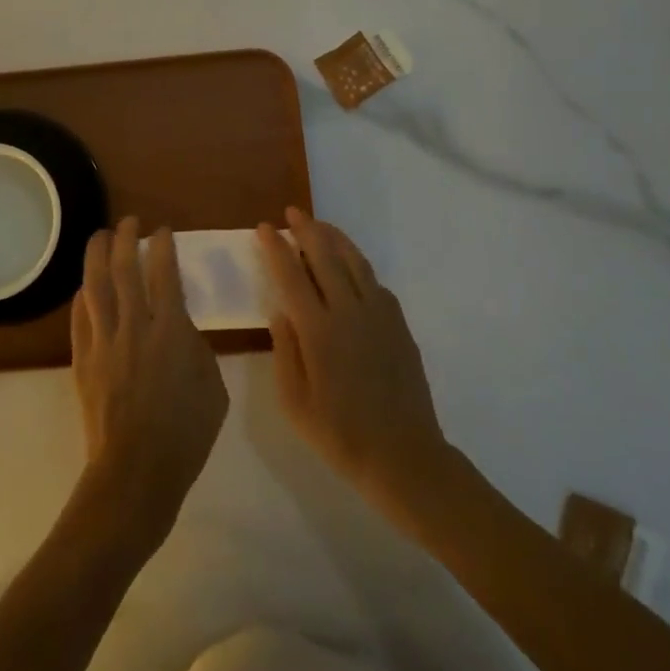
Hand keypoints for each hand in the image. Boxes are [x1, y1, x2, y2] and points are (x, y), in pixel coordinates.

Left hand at [71, 219, 228, 552]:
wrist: (136, 473)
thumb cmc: (186, 434)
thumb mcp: (213, 388)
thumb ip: (197, 348)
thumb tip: (181, 328)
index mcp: (171, 331)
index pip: (164, 273)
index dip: (163, 246)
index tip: (163, 230)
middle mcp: (134, 326)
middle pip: (125, 268)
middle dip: (127, 238)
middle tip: (129, 221)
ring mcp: (104, 342)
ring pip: (96, 286)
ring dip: (97, 255)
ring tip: (100, 236)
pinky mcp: (83, 360)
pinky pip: (80, 317)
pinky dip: (82, 297)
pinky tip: (85, 288)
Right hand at [256, 209, 453, 520]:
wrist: (404, 457)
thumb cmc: (340, 435)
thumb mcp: (294, 402)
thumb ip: (284, 350)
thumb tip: (280, 311)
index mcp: (318, 331)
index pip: (291, 276)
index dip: (276, 249)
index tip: (264, 228)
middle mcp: (349, 312)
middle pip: (325, 256)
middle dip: (306, 230)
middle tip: (292, 213)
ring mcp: (379, 315)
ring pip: (354, 261)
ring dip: (335, 238)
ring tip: (320, 225)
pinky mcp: (399, 325)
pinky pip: (375, 282)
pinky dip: (358, 264)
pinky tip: (350, 267)